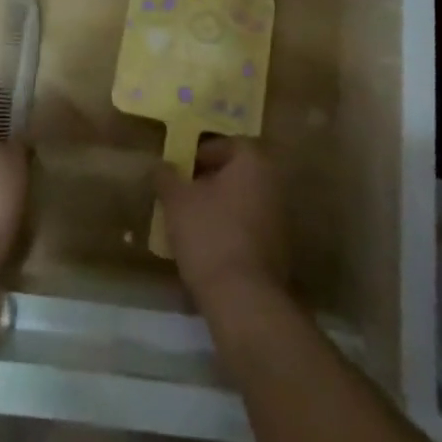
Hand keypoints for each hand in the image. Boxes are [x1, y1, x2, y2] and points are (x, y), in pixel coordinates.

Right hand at [155, 138, 289, 305]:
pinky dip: (230, 230)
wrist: (243, 298)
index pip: (229, 143)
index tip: (181, 168)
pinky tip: (207, 246)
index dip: (202, 152)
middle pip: (238, 173)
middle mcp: (273, 185)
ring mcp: (280, 220)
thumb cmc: (209, 234)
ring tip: (190, 220)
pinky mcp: (278, 251)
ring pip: (243, 201)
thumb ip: (167, 177)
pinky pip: (249, 228)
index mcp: (254, 164)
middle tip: (183, 192)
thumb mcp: (176, 200)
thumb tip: (161, 165)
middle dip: (210, 180)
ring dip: (219, 206)